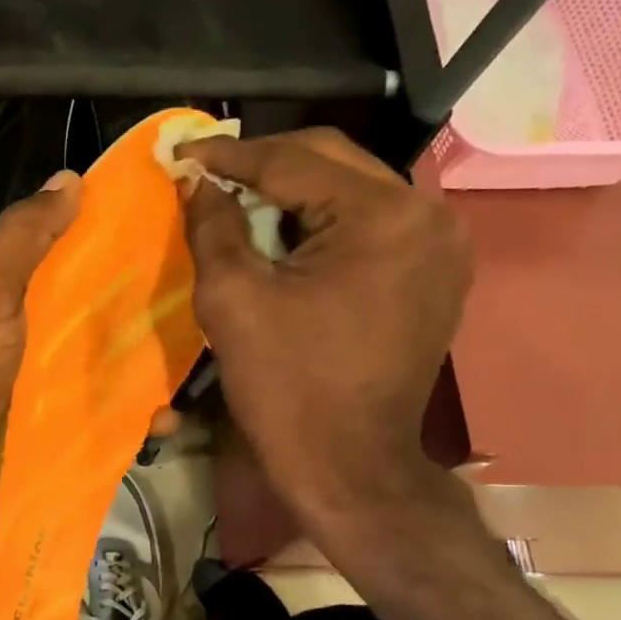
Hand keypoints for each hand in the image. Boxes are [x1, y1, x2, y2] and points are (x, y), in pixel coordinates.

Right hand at [182, 128, 470, 528]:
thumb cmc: (287, 387)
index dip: (228, 154)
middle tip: (207, 175)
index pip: (292, 160)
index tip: (180, 152)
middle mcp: (427, 214)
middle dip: (263, 164)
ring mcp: (440, 244)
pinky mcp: (434, 273)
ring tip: (238, 204)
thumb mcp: (232, 299)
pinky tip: (284, 237)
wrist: (350, 466)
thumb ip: (212, 225)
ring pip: (352, 188)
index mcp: (382, 216)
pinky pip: (371, 223)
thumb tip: (197, 180)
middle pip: (331, 161)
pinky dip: (323, 220)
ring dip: (293, 191)